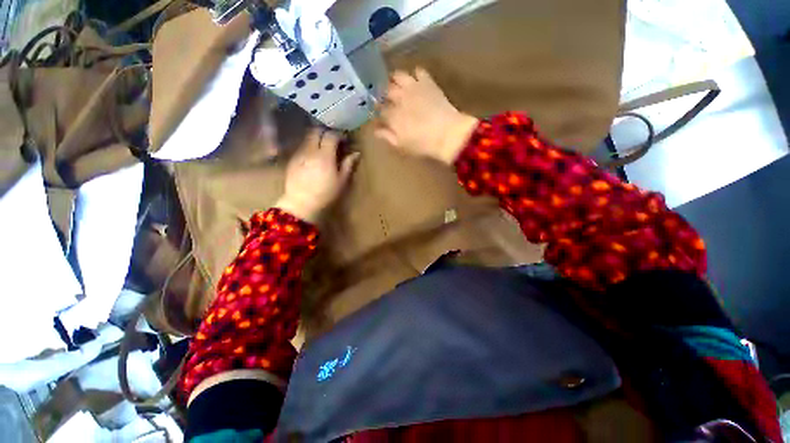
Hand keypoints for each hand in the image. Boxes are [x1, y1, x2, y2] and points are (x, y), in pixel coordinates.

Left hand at [275, 129, 359, 221]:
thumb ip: (348, 164)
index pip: (331, 135)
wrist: (301, 204)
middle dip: (325, 132)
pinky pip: (301, 147)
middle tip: (333, 141)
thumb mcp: (341, 181)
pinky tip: (313, 158)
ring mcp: (299, 154)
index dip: (339, 135)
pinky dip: (309, 147)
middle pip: (316, 131)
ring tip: (323, 150)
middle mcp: (310, 150)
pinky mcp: (292, 159)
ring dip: (316, 139)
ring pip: (307, 138)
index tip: (344, 141)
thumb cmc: (325, 194)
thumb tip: (356, 153)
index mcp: (325, 155)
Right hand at [374, 67, 478, 164]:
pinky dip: (415, 74)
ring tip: (397, 85)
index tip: (379, 114)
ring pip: (398, 75)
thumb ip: (387, 136)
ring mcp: (413, 87)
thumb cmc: (423, 144)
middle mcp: (399, 98)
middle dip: (384, 93)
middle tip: (387, 98)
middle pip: (386, 90)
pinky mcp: (428, 83)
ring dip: (395, 80)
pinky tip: (416, 81)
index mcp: (392, 115)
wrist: (448, 134)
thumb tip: (376, 129)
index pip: (379, 109)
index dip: (378, 111)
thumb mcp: (402, 145)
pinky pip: (418, 71)